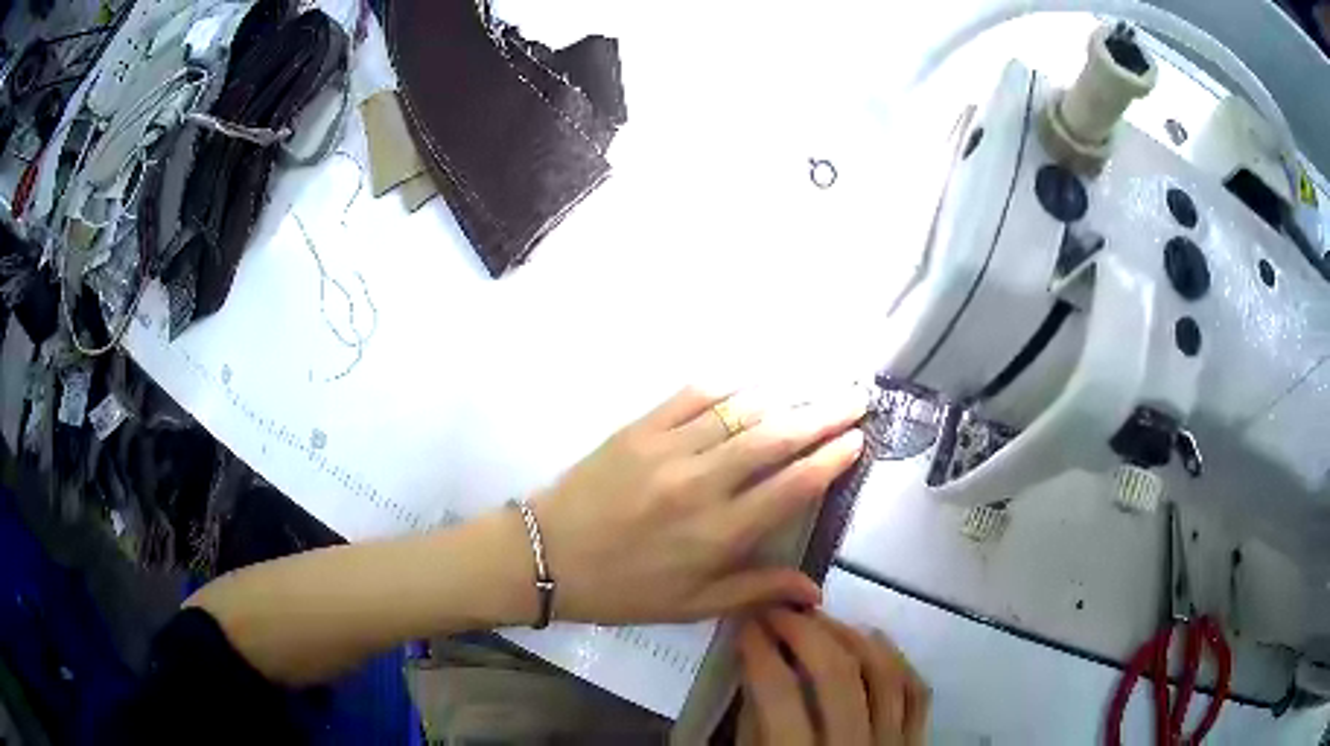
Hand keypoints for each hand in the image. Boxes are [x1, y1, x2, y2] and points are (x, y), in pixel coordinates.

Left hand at [531, 386, 865, 623]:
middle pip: (775, 439)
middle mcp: (701, 484)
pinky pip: (692, 396)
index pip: (791, 487)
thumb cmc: (622, 589)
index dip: (831, 460)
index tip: (858, 439)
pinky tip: (753, 380)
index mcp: (718, 534)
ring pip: (740, 411)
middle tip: (855, 397)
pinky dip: (728, 385)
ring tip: (818, 384)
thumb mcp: (690, 606)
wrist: (546, 555)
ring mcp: (668, 449)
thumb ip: (755, 591)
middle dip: (822, 415)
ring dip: (785, 394)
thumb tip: (814, 590)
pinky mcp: (638, 428)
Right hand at [737, 610, 929, 745]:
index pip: (780, 696)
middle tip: (781, 611)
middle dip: (805, 633)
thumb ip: (755, 725)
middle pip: (838, 676)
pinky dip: (897, 660)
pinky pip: (917, 691)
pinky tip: (874, 640)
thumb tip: (758, 665)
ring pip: (884, 674)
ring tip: (824, 619)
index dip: (760, 652)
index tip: (747, 624)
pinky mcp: (916, 744)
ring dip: (852, 636)